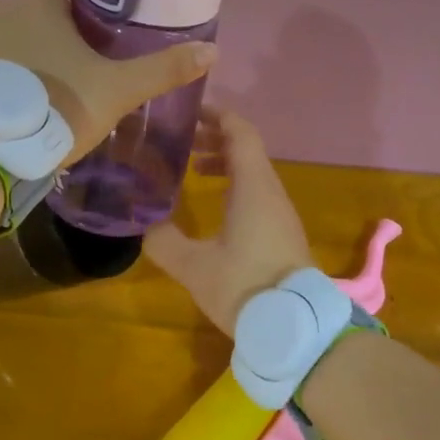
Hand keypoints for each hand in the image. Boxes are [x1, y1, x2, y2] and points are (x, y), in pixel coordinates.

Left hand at [0, 0, 216, 165]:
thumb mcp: (116, 90)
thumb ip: (162, 70)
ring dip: (41, 37)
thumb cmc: (56, 106)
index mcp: (38, 1)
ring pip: (17, 28)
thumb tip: (212, 51)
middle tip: (101, 29)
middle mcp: (2, 10)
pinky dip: (18, 63)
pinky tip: (34, 87)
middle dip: (69, 7)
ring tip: (69, 61)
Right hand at [144, 111, 314, 330]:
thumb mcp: (192, 265)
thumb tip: (144, 224)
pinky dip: (235, 185)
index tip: (189, 112)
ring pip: (254, 173)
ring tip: (194, 170)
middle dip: (215, 139)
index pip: (240, 132)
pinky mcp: (283, 233)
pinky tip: (215, 207)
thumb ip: (163, 240)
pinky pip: (258, 194)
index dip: (216, 116)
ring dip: (225, 164)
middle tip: (181, 142)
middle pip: (247, 149)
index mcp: (254, 187)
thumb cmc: (245, 286)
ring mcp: (281, 213)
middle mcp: (271, 192)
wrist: (295, 327)